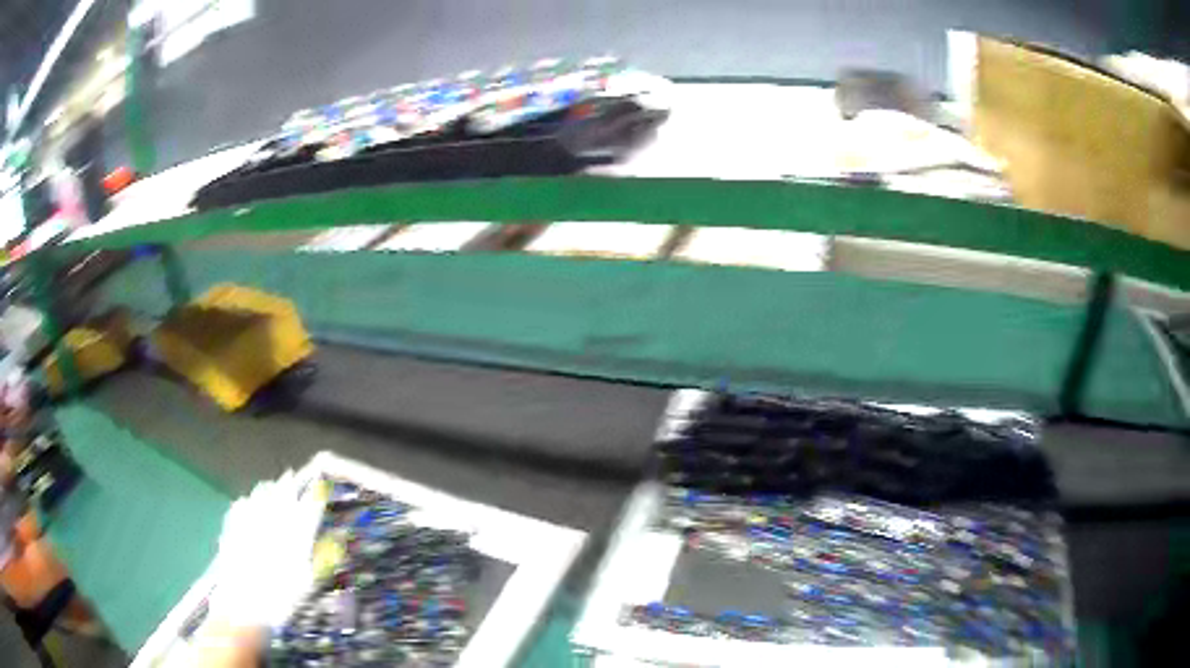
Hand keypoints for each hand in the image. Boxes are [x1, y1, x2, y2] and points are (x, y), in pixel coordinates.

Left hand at [206, 470, 324, 629]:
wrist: (245, 606)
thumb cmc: (282, 599)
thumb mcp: (308, 582)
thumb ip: (322, 556)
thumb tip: (338, 537)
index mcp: (294, 535)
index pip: (308, 508)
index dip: (314, 496)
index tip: (319, 487)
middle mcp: (272, 523)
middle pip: (281, 495)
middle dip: (288, 485)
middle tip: (290, 476)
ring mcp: (249, 522)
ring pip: (259, 495)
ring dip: (267, 489)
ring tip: (270, 486)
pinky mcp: (232, 527)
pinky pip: (240, 506)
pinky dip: (246, 502)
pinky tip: (246, 503)